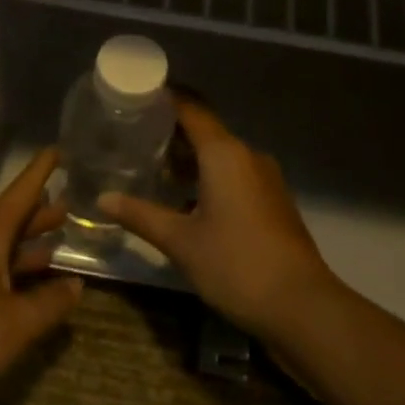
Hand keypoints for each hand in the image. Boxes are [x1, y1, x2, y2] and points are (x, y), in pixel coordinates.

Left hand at [0, 148, 83, 404]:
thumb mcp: (18, 322)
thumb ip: (51, 302)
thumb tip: (76, 285)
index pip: (17, 197)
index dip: (38, 175)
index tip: (55, 151)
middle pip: (8, 222)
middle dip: (37, 213)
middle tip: (66, 204)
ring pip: (0, 249)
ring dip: (27, 244)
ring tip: (57, 240)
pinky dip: (16, 272)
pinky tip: (33, 286)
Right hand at [100, 99, 340, 340]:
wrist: (302, 307)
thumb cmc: (236, 264)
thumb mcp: (180, 241)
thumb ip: (140, 215)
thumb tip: (103, 198)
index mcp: (224, 154)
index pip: (191, 109)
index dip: (164, 99)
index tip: (135, 97)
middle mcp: (247, 156)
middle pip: (205, 131)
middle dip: (171, 132)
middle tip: (132, 137)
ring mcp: (265, 179)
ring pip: (220, 156)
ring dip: (189, 159)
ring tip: (153, 168)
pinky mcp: (272, 202)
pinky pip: (234, 175)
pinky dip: (208, 177)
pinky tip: (185, 200)